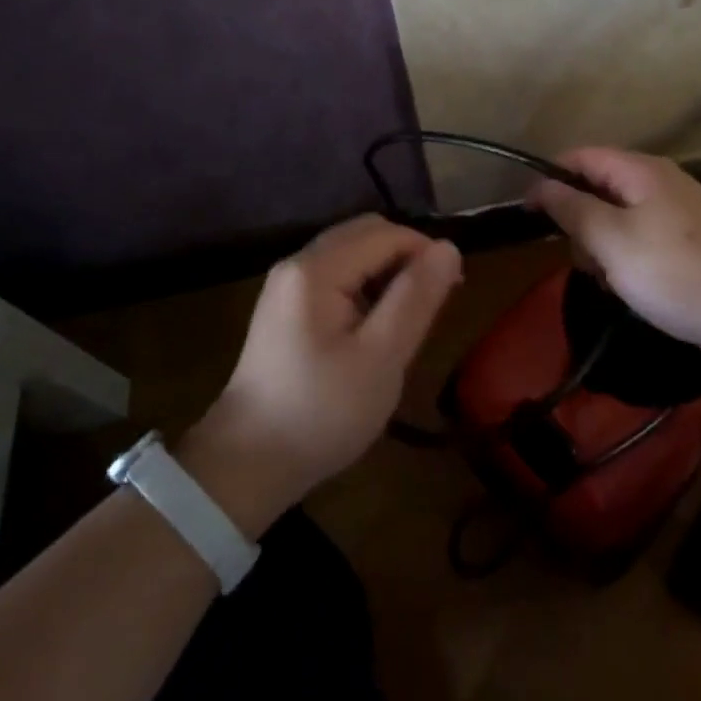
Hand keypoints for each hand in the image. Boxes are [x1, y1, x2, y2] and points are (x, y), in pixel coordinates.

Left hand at [180, 215, 461, 537]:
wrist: (246, 466)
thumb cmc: (321, 412)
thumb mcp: (380, 358)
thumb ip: (415, 298)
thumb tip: (449, 248)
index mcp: (316, 269)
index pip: (385, 234)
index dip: (425, 252)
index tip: (453, 290)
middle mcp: (298, 263)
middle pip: (365, 234)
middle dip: (406, 256)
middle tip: (433, 301)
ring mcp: (287, 284)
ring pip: (352, 253)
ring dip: (386, 271)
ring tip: (408, 316)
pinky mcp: (286, 305)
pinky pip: (336, 275)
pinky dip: (365, 286)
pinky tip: (375, 325)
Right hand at [527, 147, 700, 376]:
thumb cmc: (676, 272)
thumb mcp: (611, 240)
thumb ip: (572, 209)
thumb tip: (541, 185)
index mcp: (641, 171)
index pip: (581, 157)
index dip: (550, 179)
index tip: (527, 213)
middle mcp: (661, 184)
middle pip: (600, 189)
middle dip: (580, 223)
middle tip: (583, 260)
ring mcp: (680, 215)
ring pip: (619, 221)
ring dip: (603, 249)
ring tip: (611, 283)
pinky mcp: (693, 246)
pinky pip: (644, 243)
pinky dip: (629, 263)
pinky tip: (633, 293)